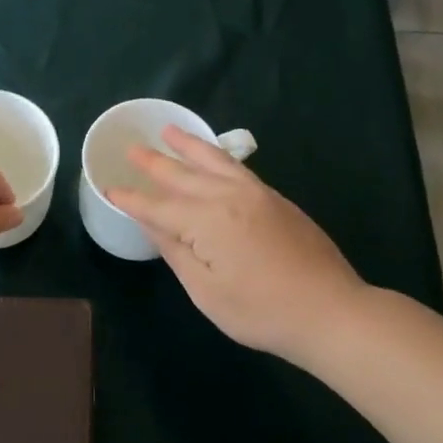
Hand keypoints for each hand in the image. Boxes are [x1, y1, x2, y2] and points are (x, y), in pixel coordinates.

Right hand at [106, 126, 365, 363]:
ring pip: (214, 161)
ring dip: (188, 146)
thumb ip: (175, 251)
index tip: (109, 188)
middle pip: (183, 175)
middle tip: (132, 148)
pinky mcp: (277, 200)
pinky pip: (237, 168)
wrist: (332, 311)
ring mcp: (257, 195)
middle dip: (154, 162)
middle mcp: (229, 197)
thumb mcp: (206, 290)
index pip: (158, 206)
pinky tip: (211, 157)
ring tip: (169, 131)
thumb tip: (150, 221)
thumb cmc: (261, 311)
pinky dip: (217, 157)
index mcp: (207, 221)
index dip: (132, 199)